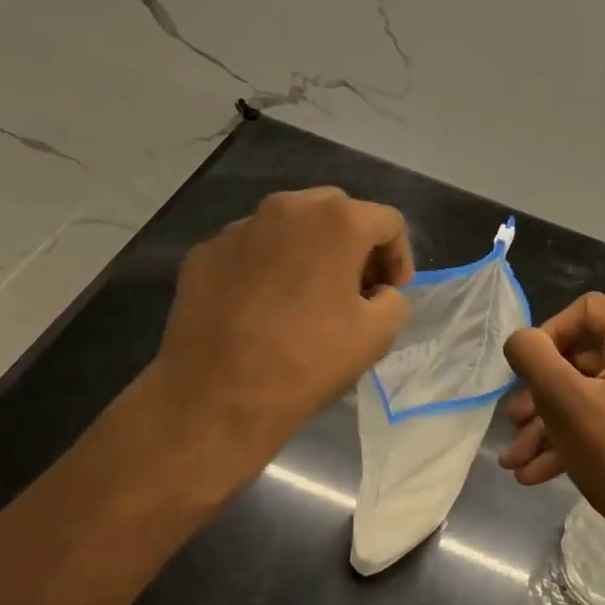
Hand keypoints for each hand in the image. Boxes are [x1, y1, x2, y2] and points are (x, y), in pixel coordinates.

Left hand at [145, 187, 412, 471]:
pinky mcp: (205, 251)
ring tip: (307, 295)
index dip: (399, 257)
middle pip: (337, 212)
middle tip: (356, 289)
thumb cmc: (307, 361)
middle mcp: (288, 208)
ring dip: (310, 251)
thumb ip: (394, 300)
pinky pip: (251, 248)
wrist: (214, 396)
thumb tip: (379, 294)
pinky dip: (268, 266)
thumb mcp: (378, 336)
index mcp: (337, 221)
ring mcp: (240, 227)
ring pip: (290, 225)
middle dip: (354, 246)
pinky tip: (263, 306)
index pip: (387, 222)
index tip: (391, 292)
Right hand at [500, 293, 604, 581]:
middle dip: (538, 393)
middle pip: (580, 358)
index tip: (526, 371)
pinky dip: (566, 442)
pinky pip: (598, 423)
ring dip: (544, 425)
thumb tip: (520, 340)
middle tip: (511, 421)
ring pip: (584, 396)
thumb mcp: (564, 400)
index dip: (548, 334)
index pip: (585, 310)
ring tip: (512, 460)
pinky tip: (532, 474)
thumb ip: (533, 357)